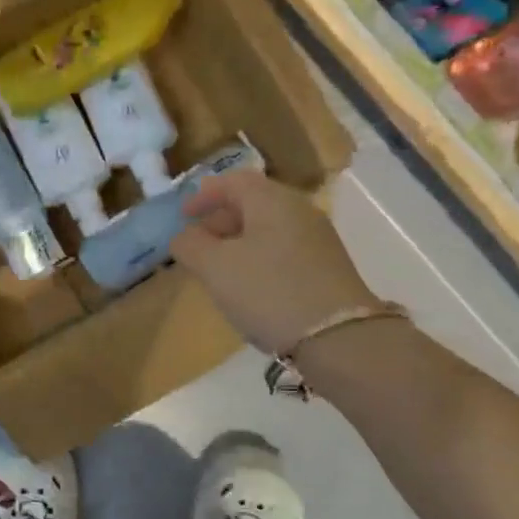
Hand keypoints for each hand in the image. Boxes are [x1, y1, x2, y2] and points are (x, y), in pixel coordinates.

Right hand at [171, 171, 379, 353]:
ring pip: (268, 229)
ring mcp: (317, 240)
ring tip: (218, 270)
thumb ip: (190, 245)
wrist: (336, 337)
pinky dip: (258, 258)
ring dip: (238, 243)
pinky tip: (249, 287)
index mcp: (272, 201)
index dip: (204, 194)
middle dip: (220, 220)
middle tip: (196, 246)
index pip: (234, 181)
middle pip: (253, 203)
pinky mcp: (326, 268)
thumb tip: (184, 236)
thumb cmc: (267, 291)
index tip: (182, 216)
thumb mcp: (214, 267)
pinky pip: (282, 251)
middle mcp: (299, 211)